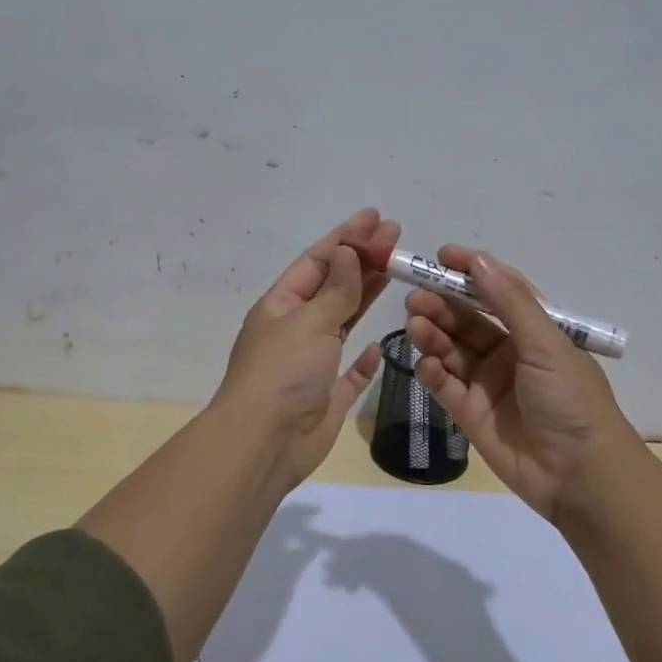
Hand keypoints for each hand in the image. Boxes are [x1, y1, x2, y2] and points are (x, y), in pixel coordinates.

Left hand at [214, 208, 396, 487]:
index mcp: (281, 306)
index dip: (347, 237)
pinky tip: (378, 346)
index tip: (377, 218)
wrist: (264, 443)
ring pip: (343, 322)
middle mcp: (295, 330)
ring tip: (396, 271)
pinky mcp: (327, 396)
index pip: (317, 261)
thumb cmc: (282, 372)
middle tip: (397, 237)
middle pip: (333, 286)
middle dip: (363, 260)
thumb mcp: (309, 321)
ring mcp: (311, 363)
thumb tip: (347, 252)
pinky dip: (364, 359)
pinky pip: (349, 372)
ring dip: (366, 296)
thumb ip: (336, 289)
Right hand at [405, 246, 636, 523]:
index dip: (473, 271)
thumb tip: (479, 261)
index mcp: (536, 331)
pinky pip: (444, 385)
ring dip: (433, 334)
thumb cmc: (571, 401)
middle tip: (415, 298)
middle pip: (469, 320)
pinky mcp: (470, 413)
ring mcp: (488, 383)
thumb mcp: (547, 345)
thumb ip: (510, 303)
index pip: (500, 290)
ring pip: (452, 350)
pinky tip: (424, 364)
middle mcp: (510, 352)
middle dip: (442, 305)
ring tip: (415, 325)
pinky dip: (432, 371)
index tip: (442, 256)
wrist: (579, 476)